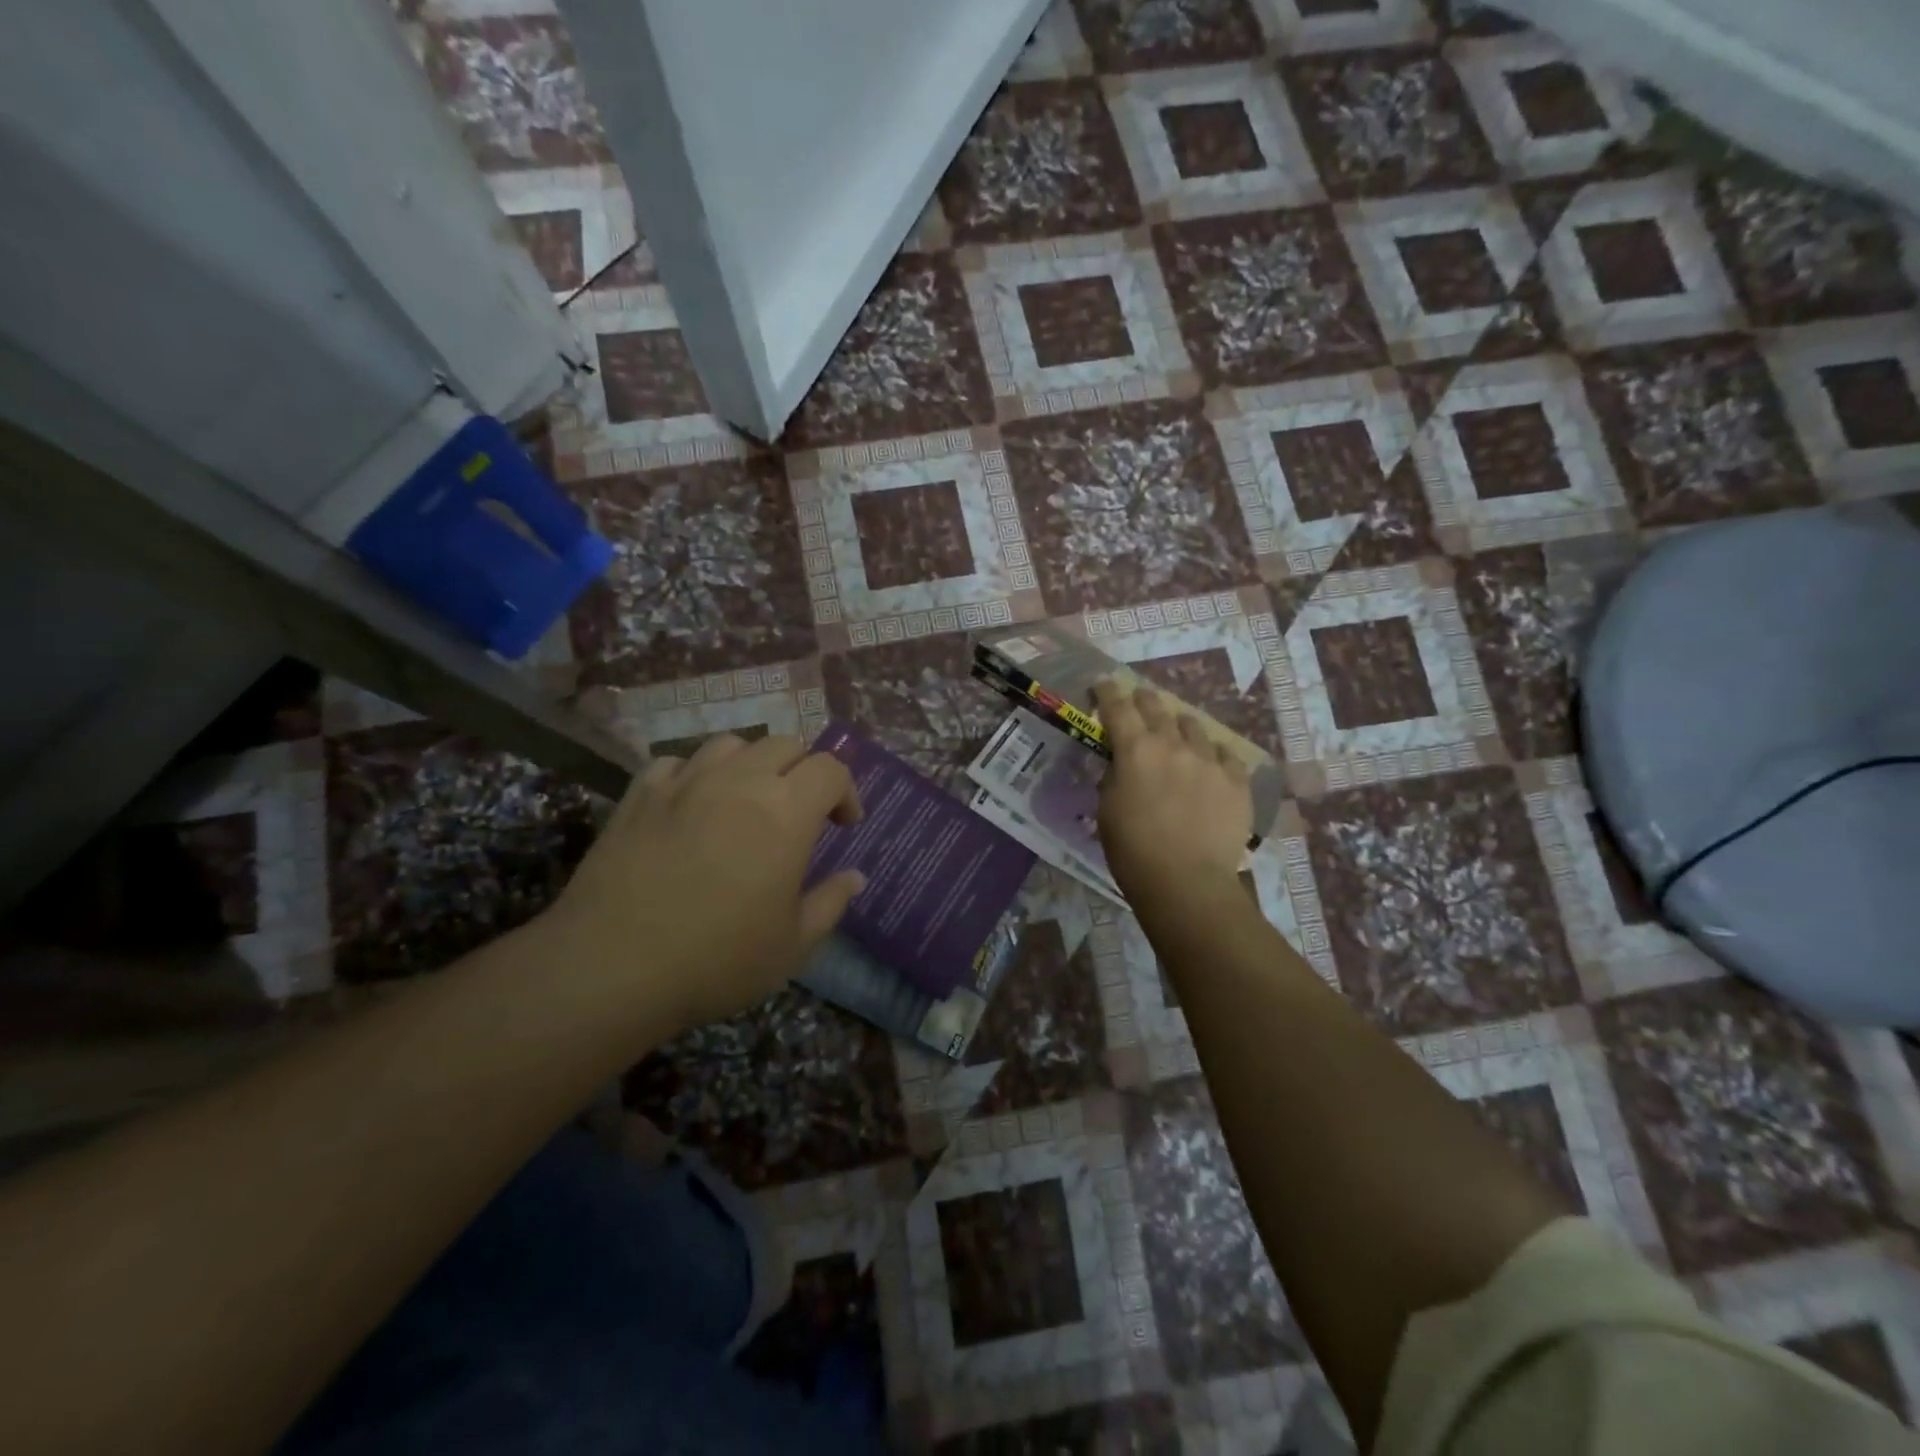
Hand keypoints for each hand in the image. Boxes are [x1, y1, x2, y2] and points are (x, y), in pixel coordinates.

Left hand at [545, 733, 865, 1032]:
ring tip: (748, 799)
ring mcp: (685, 782)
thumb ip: (830, 902)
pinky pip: (677, 762)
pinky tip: (692, 804)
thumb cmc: (718, 959)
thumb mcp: (792, 944)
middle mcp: (739, 781)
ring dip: (752, 763)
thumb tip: (855, 877)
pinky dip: (696, 774)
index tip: (844, 825)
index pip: (830, 769)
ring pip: (731, 744)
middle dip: (805, 771)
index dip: (846, 791)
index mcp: (786, 811)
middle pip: (785, 744)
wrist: (612, 967)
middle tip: (802, 811)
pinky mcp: (640, 794)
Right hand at [1093, 679, 1251, 907]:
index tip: (1103, 684)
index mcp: (1136, 750)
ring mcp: (1210, 760)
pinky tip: (1210, 764)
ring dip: (1180, 726)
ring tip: (1177, 734)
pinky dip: (1212, 754)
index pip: (1117, 707)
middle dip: (1143, 700)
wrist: (1187, 882)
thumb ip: (1115, 777)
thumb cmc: (1133, 851)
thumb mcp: (1107, 810)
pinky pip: (1225, 754)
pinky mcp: (1236, 781)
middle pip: (1157, 707)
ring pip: (1194, 726)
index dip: (1108, 691)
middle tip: (1138, 700)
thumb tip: (1122, 764)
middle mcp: (1174, 745)